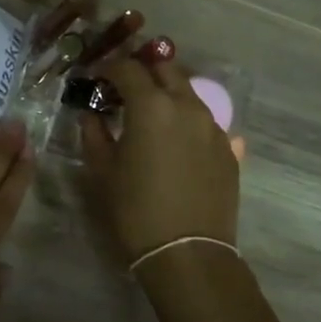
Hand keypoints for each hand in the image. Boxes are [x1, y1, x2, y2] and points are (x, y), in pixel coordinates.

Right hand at [81, 59, 239, 266]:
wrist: (188, 253)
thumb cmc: (136, 209)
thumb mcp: (103, 171)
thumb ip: (94, 134)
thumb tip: (91, 115)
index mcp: (151, 106)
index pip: (127, 68)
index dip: (108, 68)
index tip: (96, 77)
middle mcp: (187, 106)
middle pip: (165, 69)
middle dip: (144, 71)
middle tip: (126, 88)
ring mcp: (213, 126)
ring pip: (189, 93)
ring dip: (167, 94)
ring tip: (151, 116)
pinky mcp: (229, 149)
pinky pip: (205, 122)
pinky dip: (186, 122)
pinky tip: (175, 143)